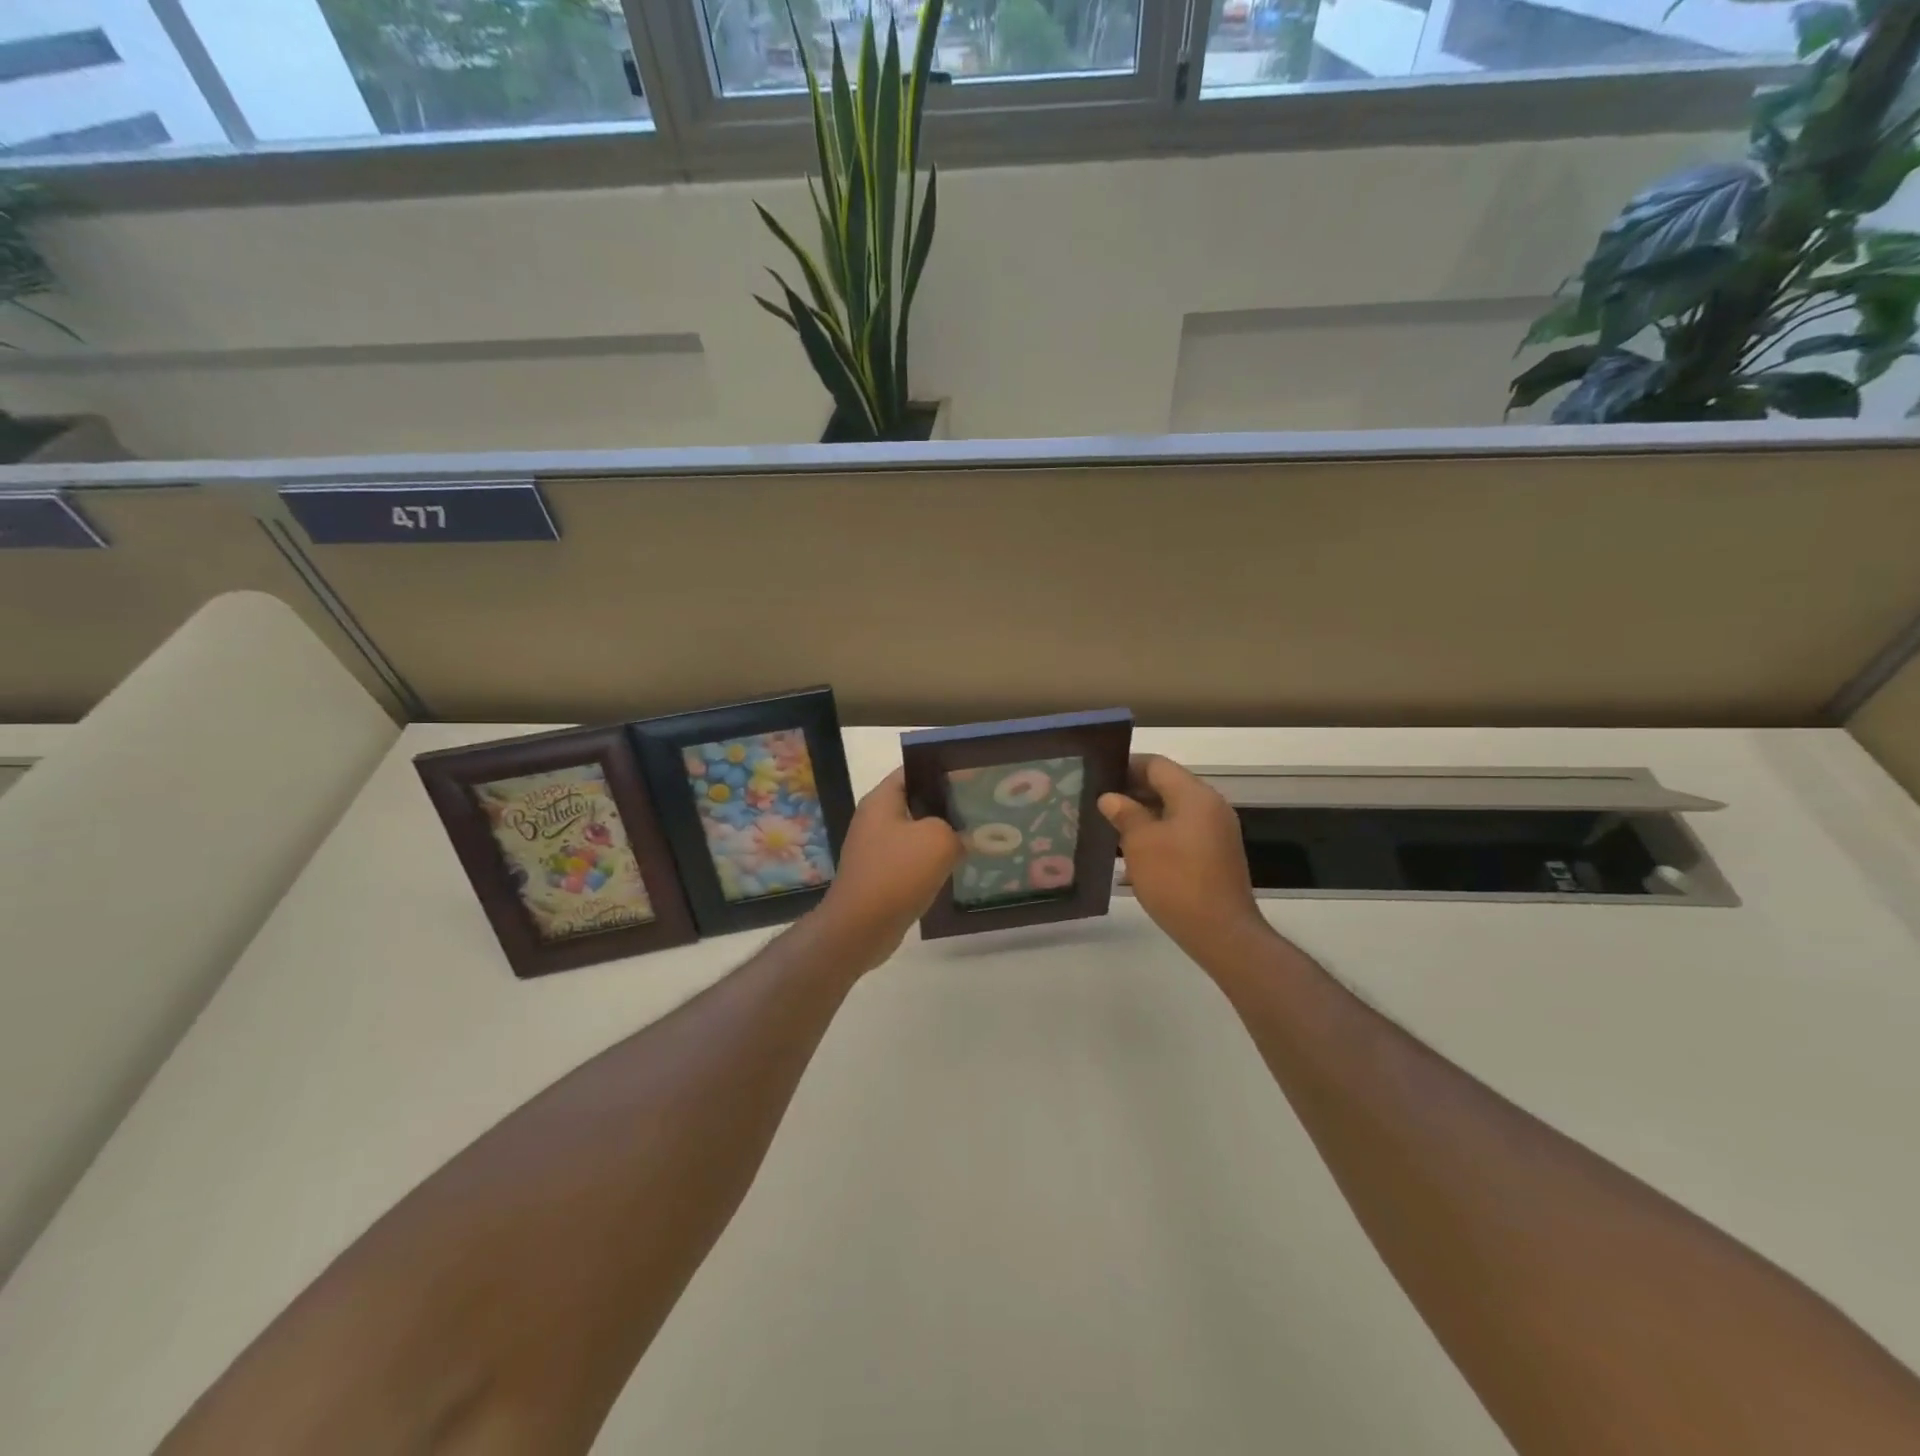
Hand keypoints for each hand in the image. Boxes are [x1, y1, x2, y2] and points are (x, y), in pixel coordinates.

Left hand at [814, 768, 962, 973]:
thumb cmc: (897, 874)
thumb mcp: (939, 841)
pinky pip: (911, 859)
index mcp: (882, 799)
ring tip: (975, 836)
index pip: (914, 770)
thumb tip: (961, 837)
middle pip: (917, 801)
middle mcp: (875, 819)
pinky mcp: (881, 875)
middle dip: (947, 805)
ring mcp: (876, 848)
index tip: (973, 776)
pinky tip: (955, 867)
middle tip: (980, 807)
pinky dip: (931, 861)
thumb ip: (957, 830)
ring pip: (916, 833)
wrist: (860, 928)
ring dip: (941, 836)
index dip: (943, 770)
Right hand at [1099, 754, 1271, 963]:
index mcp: (1195, 795)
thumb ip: (1125, 814)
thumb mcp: (1141, 843)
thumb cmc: (1176, 880)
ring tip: (1110, 829)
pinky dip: (1158, 836)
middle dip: (1132, 793)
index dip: (1126, 767)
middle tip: (1098, 804)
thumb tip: (1110, 798)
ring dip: (1143, 817)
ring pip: (1173, 812)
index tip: (1098, 777)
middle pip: (1166, 786)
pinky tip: (1133, 855)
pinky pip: (1182, 833)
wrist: (1221, 932)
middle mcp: (1210, 807)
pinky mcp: (1215, 856)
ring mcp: (1216, 832)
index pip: (1156, 765)